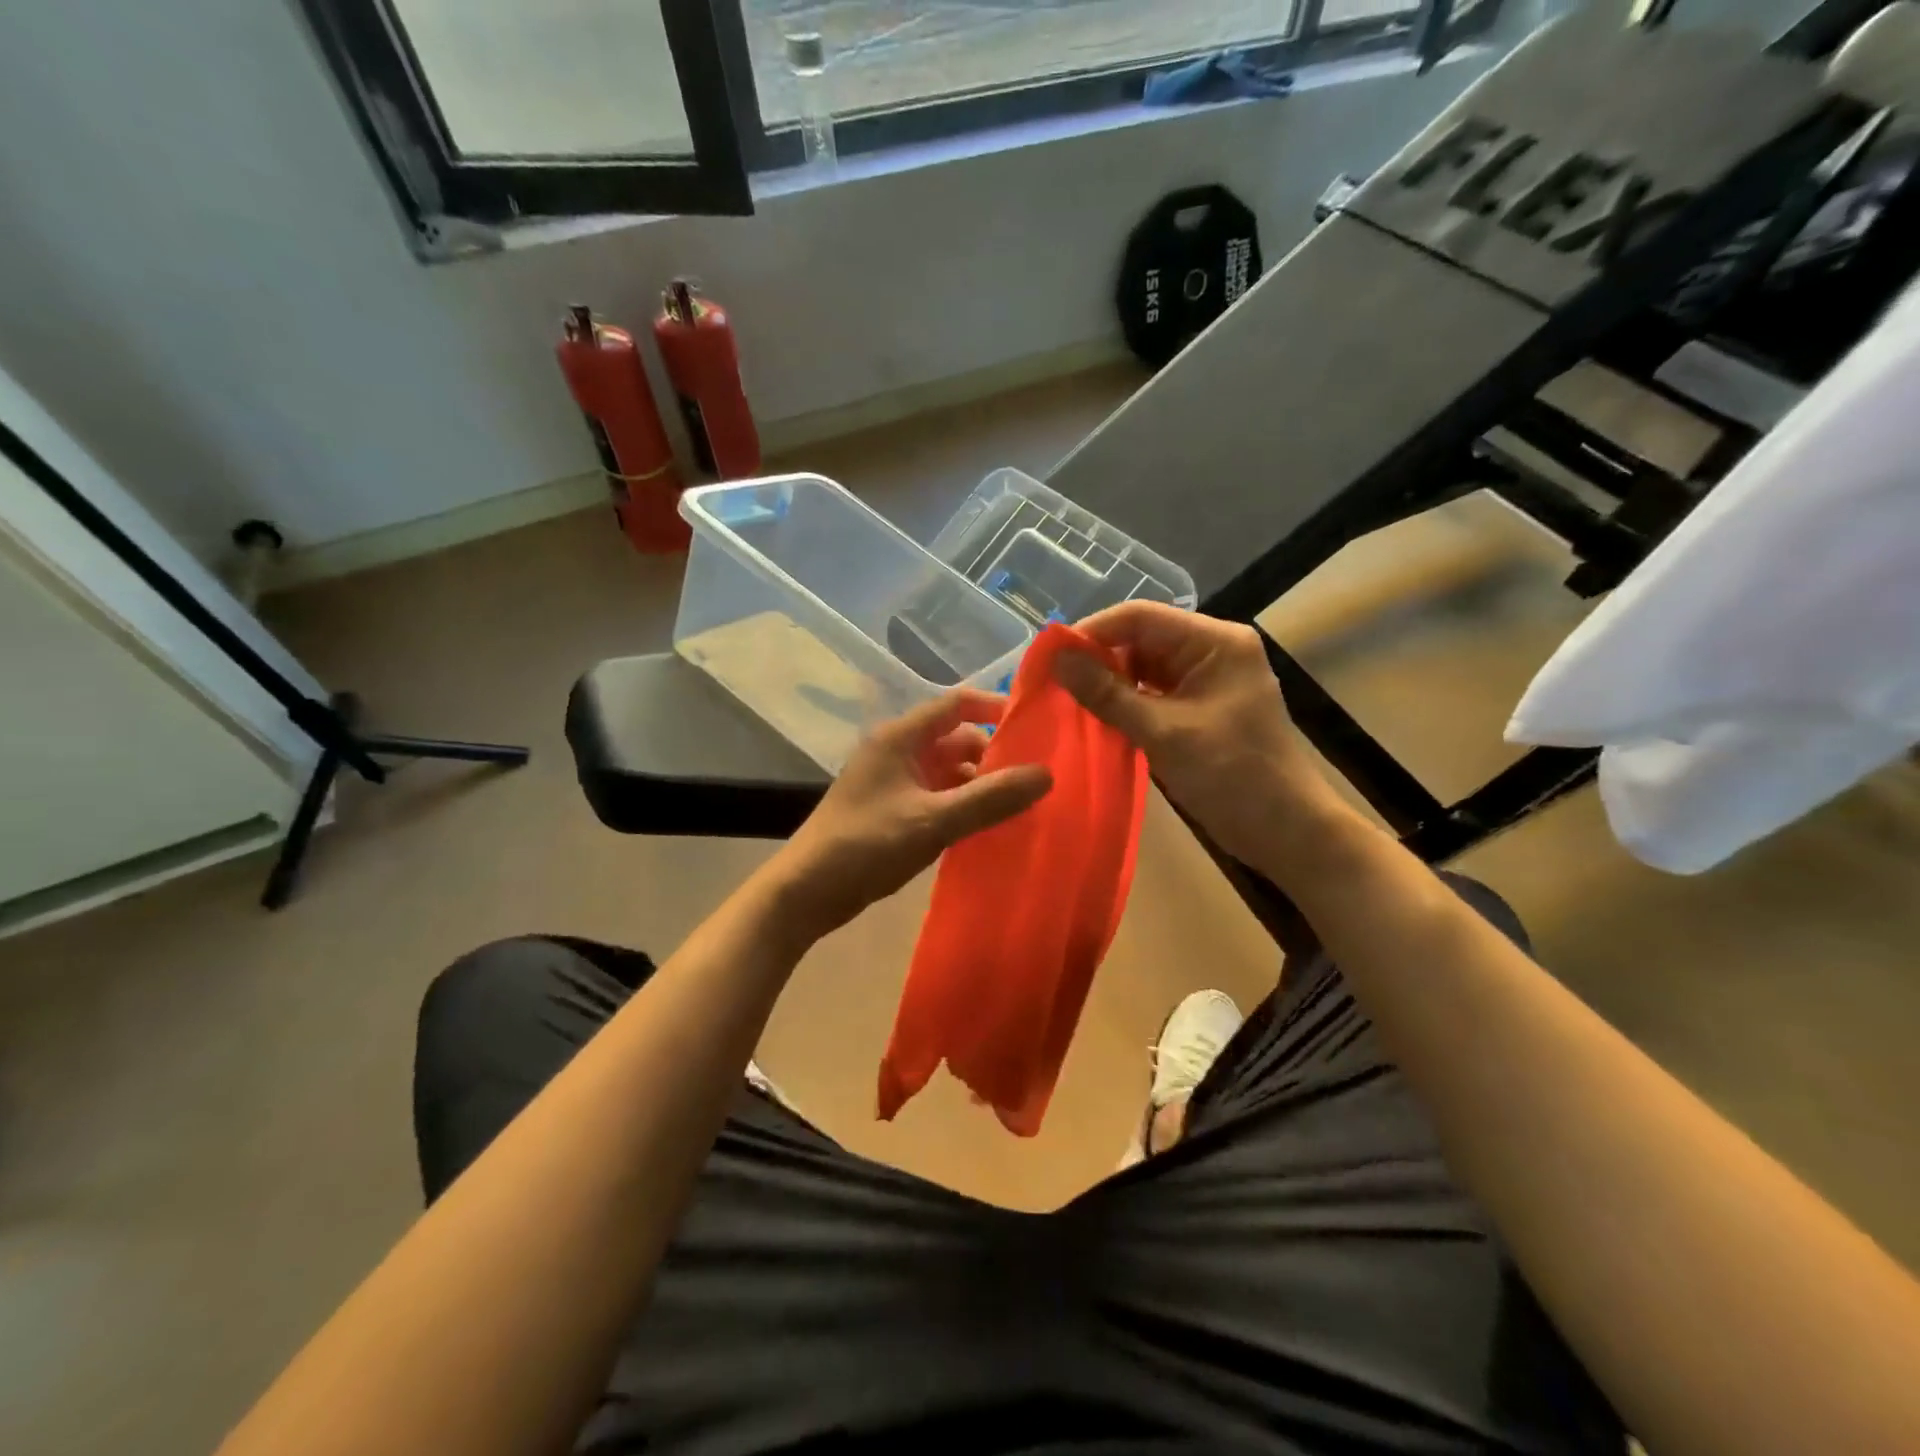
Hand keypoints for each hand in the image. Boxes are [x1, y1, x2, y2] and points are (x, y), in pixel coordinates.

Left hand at [772, 689, 1052, 941]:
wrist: (806, 892)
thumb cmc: (866, 845)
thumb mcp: (933, 821)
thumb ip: (990, 798)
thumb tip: (1046, 774)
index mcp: (901, 738)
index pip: (955, 704)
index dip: (994, 707)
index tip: (1035, 724)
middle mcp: (897, 751)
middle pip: (956, 740)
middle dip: (993, 756)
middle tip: (1035, 778)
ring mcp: (893, 782)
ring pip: (948, 772)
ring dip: (979, 785)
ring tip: (1019, 807)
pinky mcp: (892, 811)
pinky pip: (937, 797)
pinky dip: (961, 806)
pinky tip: (986, 828)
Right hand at [1052, 603, 1342, 869]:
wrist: (1285, 831)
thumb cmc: (1232, 776)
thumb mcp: (1163, 733)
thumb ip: (1107, 694)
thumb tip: (1056, 660)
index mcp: (1215, 642)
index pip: (1141, 617)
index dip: (1092, 632)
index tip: (1049, 657)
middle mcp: (1212, 650)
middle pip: (1141, 639)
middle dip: (1098, 658)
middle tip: (1053, 682)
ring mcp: (1207, 680)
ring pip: (1144, 667)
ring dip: (1109, 682)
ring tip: (1066, 699)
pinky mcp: (1200, 707)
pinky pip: (1154, 692)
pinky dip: (1126, 703)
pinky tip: (1096, 717)